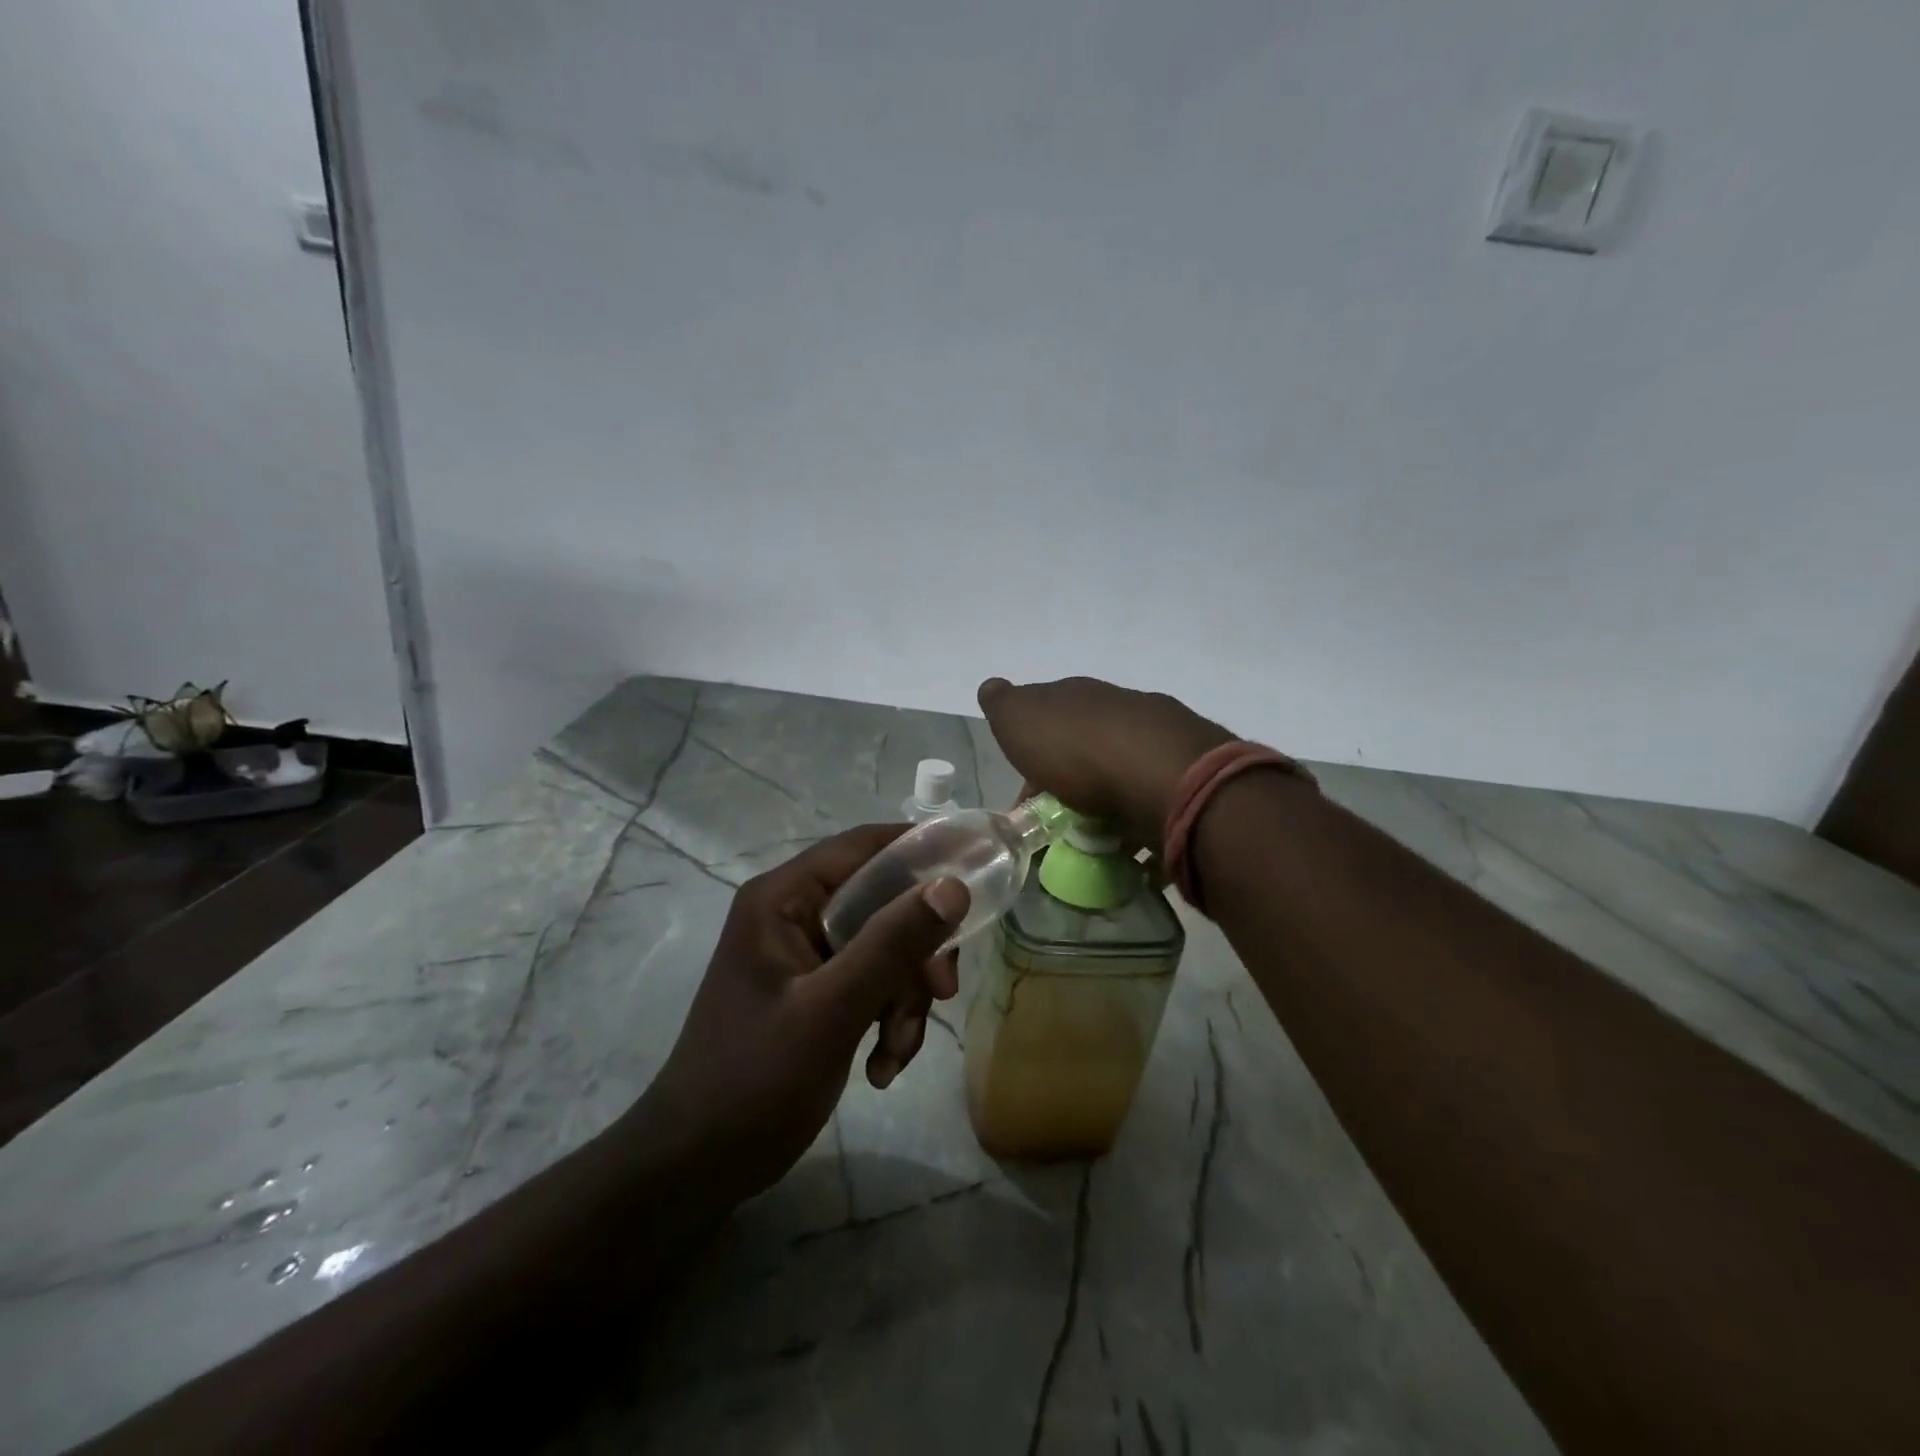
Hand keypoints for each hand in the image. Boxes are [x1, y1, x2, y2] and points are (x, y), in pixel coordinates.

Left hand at [640, 825, 968, 1205]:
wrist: (698, 1166)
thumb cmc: (754, 1079)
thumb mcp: (831, 1010)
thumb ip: (892, 944)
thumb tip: (954, 886)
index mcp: (783, 898)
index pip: (864, 847)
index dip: (922, 851)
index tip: (978, 871)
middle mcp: (795, 914)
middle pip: (883, 902)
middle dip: (915, 953)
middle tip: (941, 992)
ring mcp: (805, 955)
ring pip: (885, 948)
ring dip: (905, 998)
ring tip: (896, 1051)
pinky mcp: (816, 991)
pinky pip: (873, 983)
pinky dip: (888, 1019)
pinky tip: (882, 1067)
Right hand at [977, 676, 1232, 849]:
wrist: (1165, 778)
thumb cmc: (1080, 750)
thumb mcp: (1021, 720)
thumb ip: (1004, 705)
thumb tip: (992, 688)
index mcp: (1079, 695)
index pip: (1048, 712)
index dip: (1032, 749)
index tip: (1023, 791)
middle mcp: (1122, 710)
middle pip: (1087, 744)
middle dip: (1069, 778)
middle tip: (1054, 820)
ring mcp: (1160, 742)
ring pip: (1121, 772)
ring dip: (1105, 801)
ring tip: (1089, 840)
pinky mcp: (1187, 782)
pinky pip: (1151, 804)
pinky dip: (1136, 822)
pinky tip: (1126, 845)